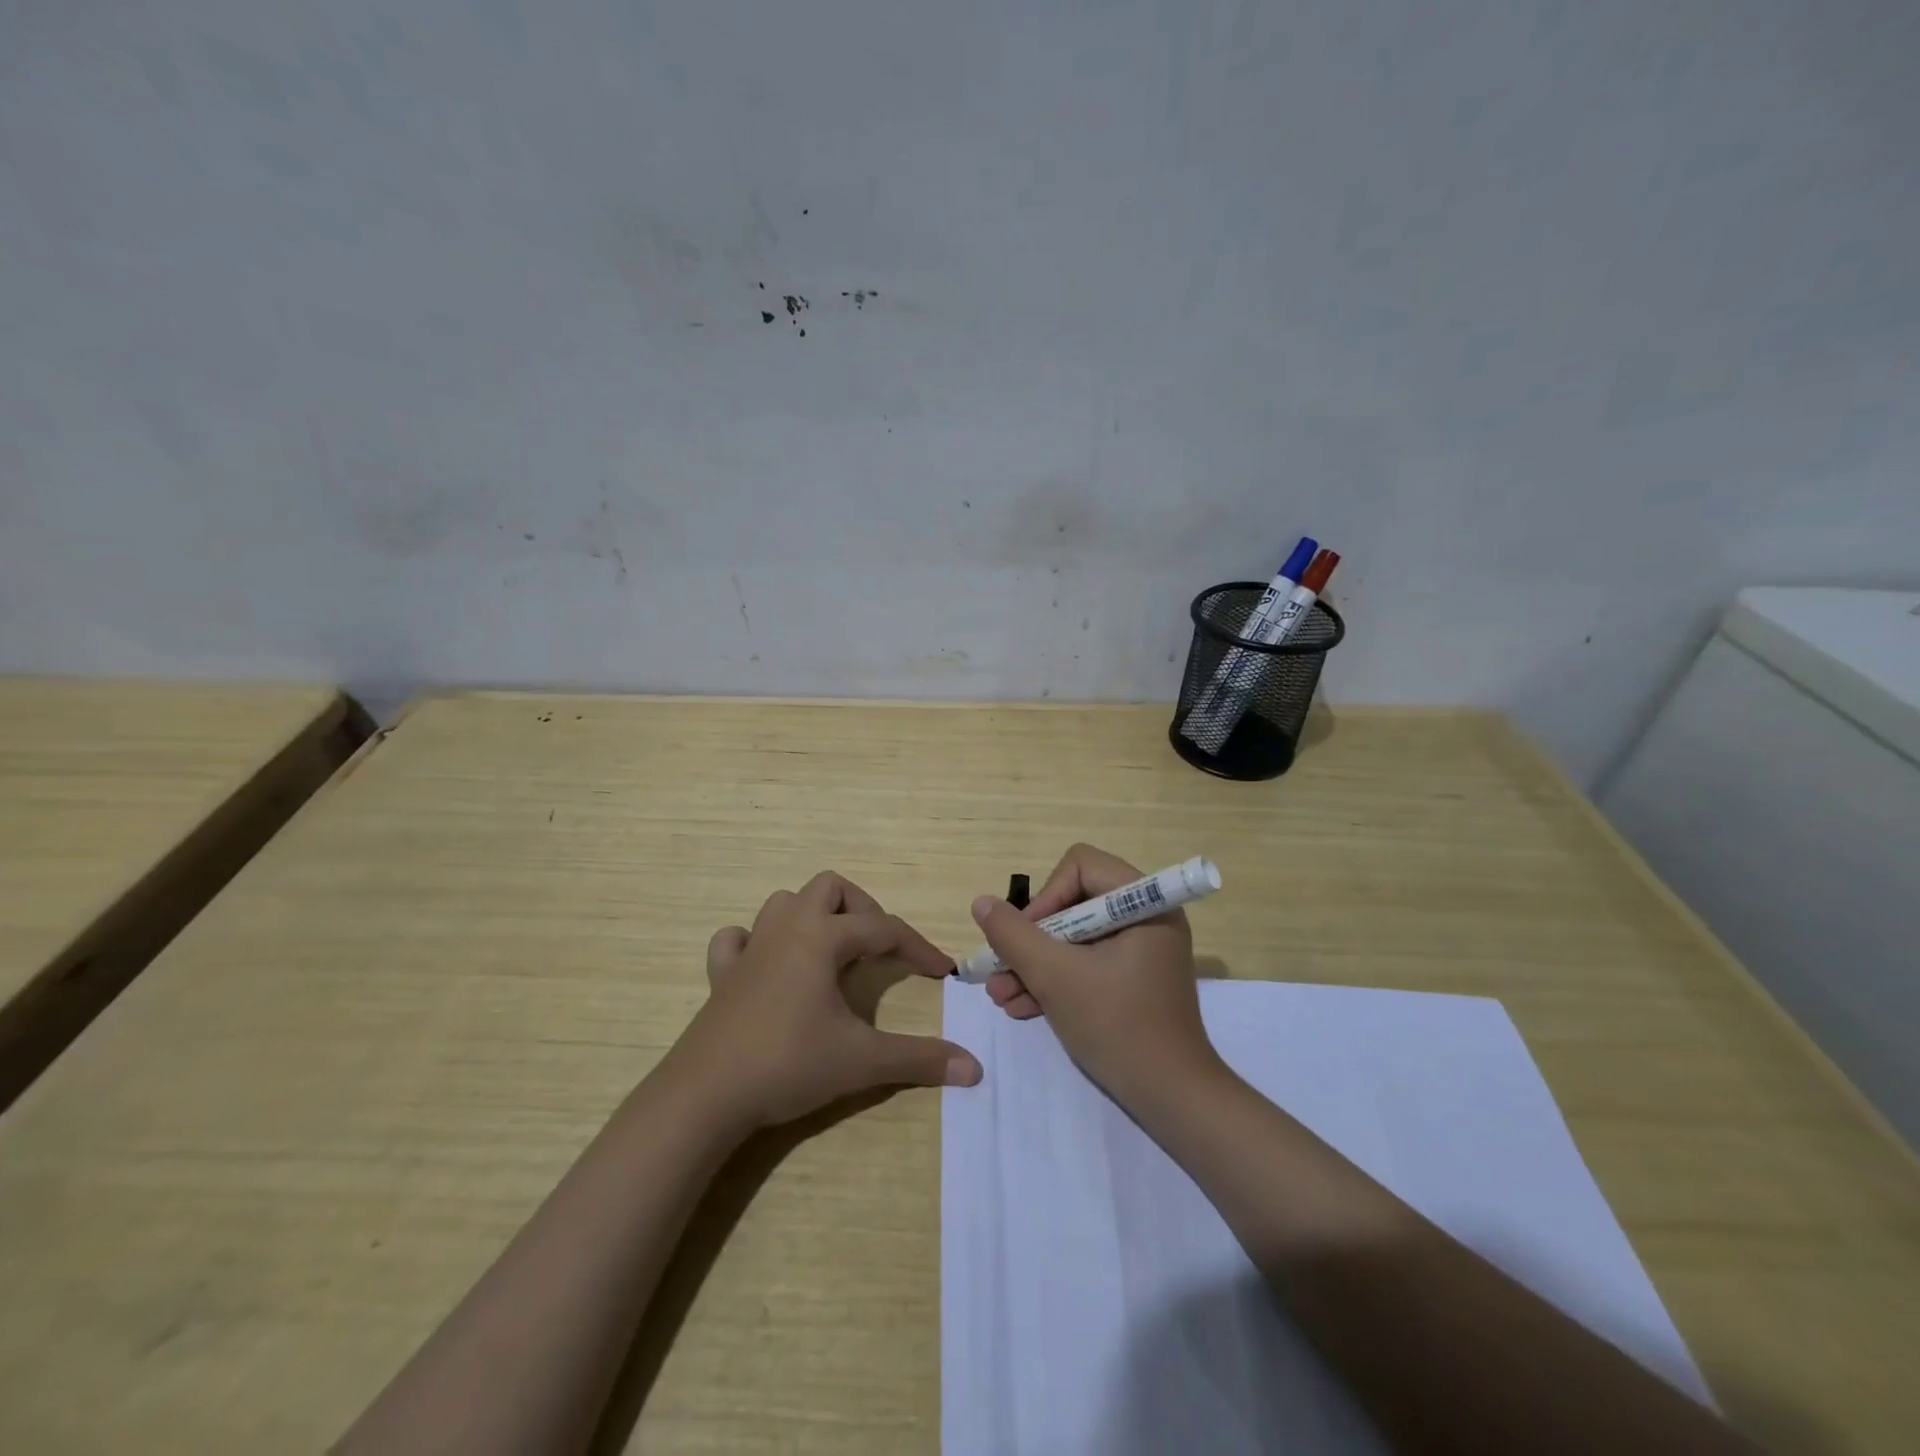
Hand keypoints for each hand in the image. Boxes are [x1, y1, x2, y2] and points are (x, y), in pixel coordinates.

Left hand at [670, 870, 982, 1130]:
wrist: (706, 1095)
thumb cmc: (789, 1064)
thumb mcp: (862, 1061)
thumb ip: (920, 1059)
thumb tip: (974, 1067)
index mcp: (822, 937)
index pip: (884, 929)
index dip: (918, 947)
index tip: (942, 972)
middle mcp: (786, 929)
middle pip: (830, 888)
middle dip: (862, 910)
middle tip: (877, 950)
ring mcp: (750, 948)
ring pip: (784, 903)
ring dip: (813, 917)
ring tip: (832, 954)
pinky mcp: (722, 975)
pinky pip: (738, 939)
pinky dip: (757, 942)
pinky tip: (769, 967)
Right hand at [970, 843, 1222, 1103]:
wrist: (1172, 1099)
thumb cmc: (1117, 1026)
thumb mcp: (1055, 977)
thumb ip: (1014, 936)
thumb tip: (982, 903)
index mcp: (1143, 903)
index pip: (1081, 866)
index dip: (1046, 896)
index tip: (1025, 937)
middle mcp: (1146, 917)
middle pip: (1073, 903)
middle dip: (1031, 940)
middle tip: (1000, 969)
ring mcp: (1140, 950)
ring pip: (1074, 937)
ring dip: (1035, 964)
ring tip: (1000, 996)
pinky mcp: (1132, 979)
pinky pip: (1086, 963)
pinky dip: (1055, 980)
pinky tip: (1020, 1006)